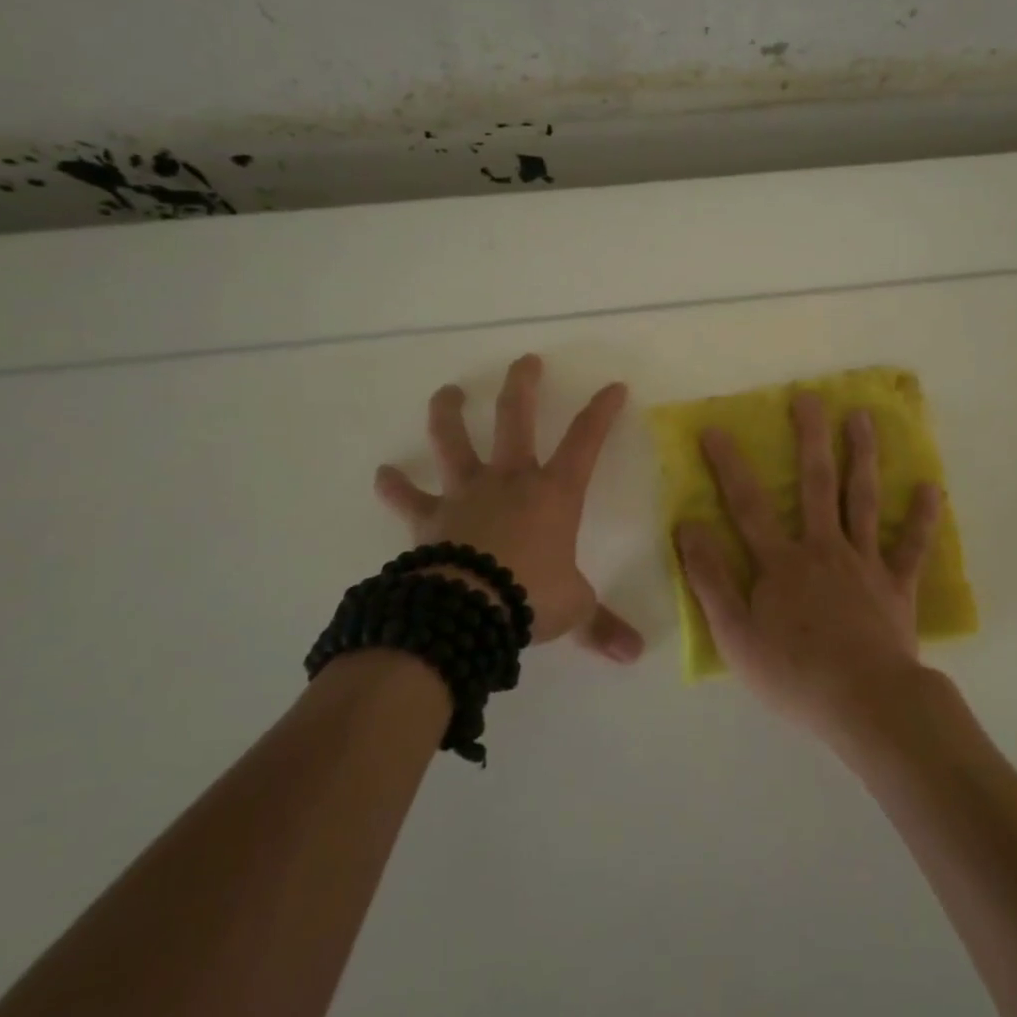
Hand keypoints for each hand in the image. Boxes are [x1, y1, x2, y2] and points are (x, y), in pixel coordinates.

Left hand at [374, 354, 643, 663]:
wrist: (467, 610)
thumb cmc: (530, 597)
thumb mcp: (574, 609)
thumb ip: (602, 625)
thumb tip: (633, 654)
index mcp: (553, 493)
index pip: (586, 441)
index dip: (601, 412)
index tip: (613, 386)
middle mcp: (509, 480)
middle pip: (516, 419)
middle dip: (523, 386)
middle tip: (526, 361)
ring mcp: (466, 493)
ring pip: (455, 441)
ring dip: (450, 413)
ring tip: (448, 392)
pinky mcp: (430, 517)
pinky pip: (408, 498)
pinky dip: (395, 486)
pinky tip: (383, 474)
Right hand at [673, 391, 941, 738]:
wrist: (865, 704)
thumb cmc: (793, 674)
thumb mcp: (735, 635)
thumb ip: (710, 579)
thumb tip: (688, 526)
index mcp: (781, 562)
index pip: (748, 505)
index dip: (729, 465)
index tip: (716, 428)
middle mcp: (823, 549)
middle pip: (816, 484)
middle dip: (811, 438)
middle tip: (810, 397)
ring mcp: (864, 563)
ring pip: (863, 499)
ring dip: (863, 456)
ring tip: (863, 417)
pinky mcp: (897, 585)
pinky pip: (911, 546)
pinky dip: (922, 517)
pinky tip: (932, 487)